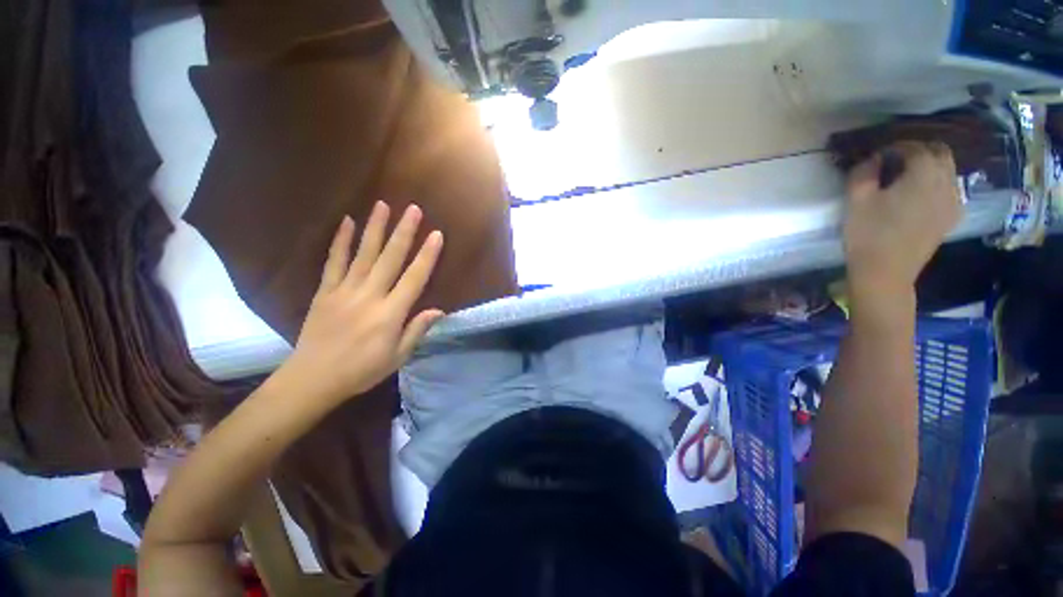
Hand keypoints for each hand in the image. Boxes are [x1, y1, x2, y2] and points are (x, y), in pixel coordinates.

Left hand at [283, 202, 444, 404]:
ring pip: (363, 254)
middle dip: (404, 232)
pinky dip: (341, 241)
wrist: (312, 379)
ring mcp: (344, 291)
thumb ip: (417, 330)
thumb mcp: (398, 357)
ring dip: (375, 228)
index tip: (437, 235)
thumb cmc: (361, 371)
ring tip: (383, 205)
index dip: (427, 256)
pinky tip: (347, 222)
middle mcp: (369, 296)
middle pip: (390, 259)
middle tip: (413, 209)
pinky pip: (334, 262)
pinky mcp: (325, 291)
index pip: (414, 278)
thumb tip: (438, 310)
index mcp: (390, 314)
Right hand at [843, 142, 961, 295]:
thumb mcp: (856, 200)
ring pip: (948, 170)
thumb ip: (863, 173)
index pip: (915, 147)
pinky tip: (921, 194)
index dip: (897, 146)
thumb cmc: (868, 234)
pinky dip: (937, 183)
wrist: (886, 272)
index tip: (879, 154)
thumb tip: (873, 160)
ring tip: (907, 176)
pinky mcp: (951, 217)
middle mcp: (946, 182)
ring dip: (930, 166)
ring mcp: (953, 201)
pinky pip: (950, 189)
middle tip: (897, 159)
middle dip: (919, 150)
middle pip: (940, 153)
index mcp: (923, 174)